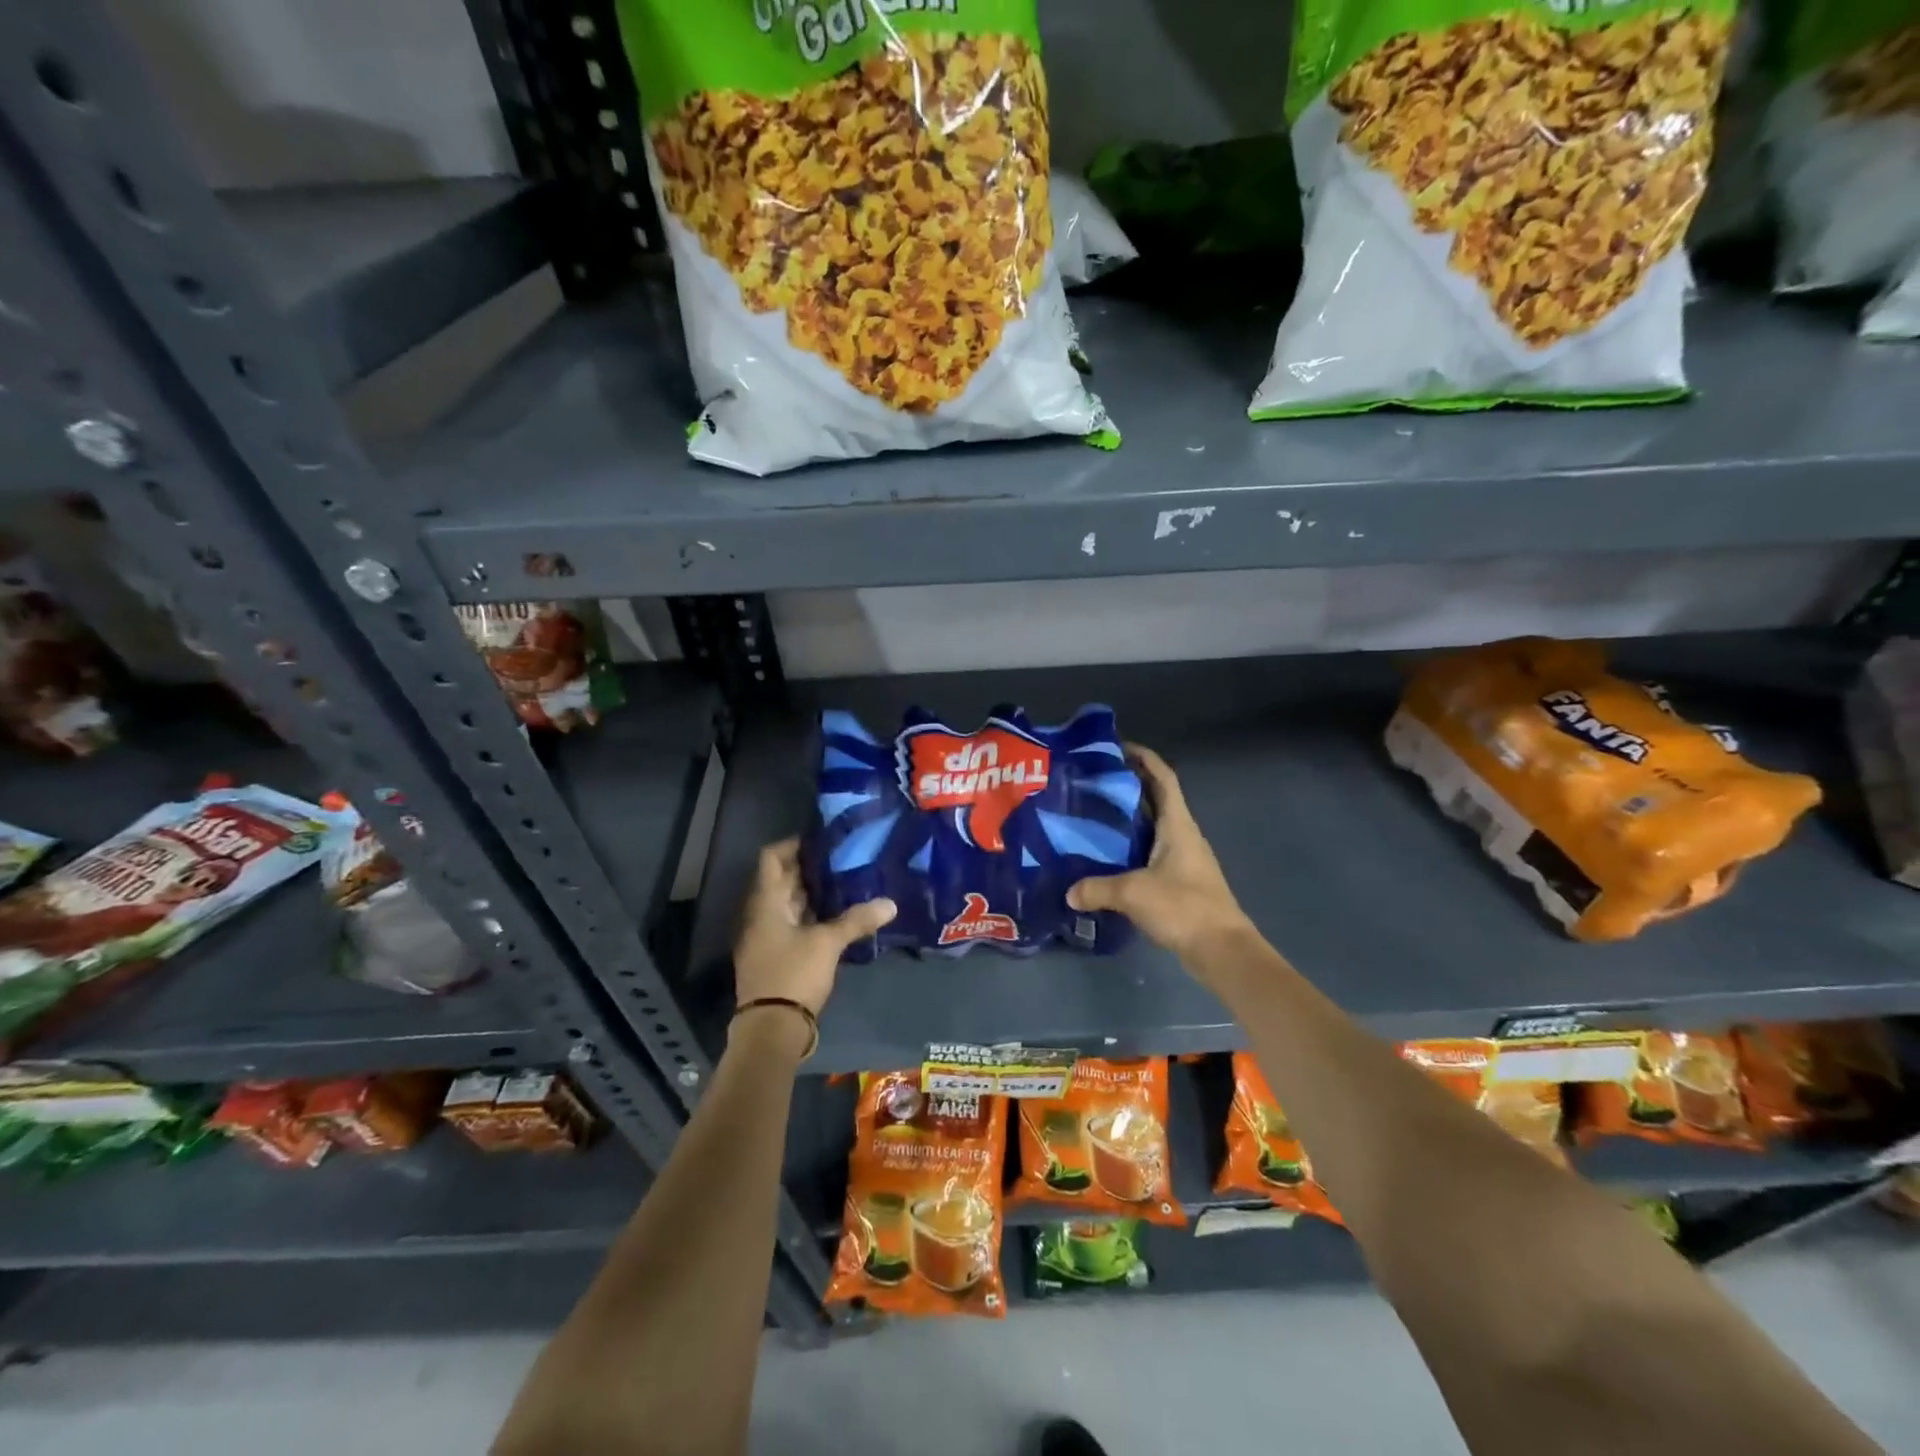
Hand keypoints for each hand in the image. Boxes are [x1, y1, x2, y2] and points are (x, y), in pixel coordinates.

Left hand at [733, 837, 895, 1017]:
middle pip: (781, 880)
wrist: (771, 1030)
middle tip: (843, 858)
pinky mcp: (775, 955)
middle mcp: (760, 915)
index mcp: (766, 903)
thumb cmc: (794, 974)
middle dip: (810, 868)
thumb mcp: (828, 943)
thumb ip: (857, 920)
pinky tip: (837, 915)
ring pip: (788, 903)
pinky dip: (811, 915)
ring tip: (846, 882)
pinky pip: (792, 924)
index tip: (823, 840)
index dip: (794, 844)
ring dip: (812, 893)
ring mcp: (766, 936)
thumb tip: (890, 903)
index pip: (772, 858)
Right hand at [1066, 745, 1252, 962]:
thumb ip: (1097, 888)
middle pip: (1156, 799)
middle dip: (1128, 787)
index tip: (1118, 747)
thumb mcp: (1133, 893)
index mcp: (1178, 825)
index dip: (1144, 758)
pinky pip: (1152, 852)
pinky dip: (1132, 847)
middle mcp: (1183, 835)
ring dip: (1129, 818)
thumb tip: (1069, 892)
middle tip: (1092, 783)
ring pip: (1154, 827)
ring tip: (1093, 816)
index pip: (1163, 778)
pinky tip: (1109, 858)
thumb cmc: (1183, 907)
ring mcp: (1184, 859)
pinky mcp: (1181, 881)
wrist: (1222, 950)